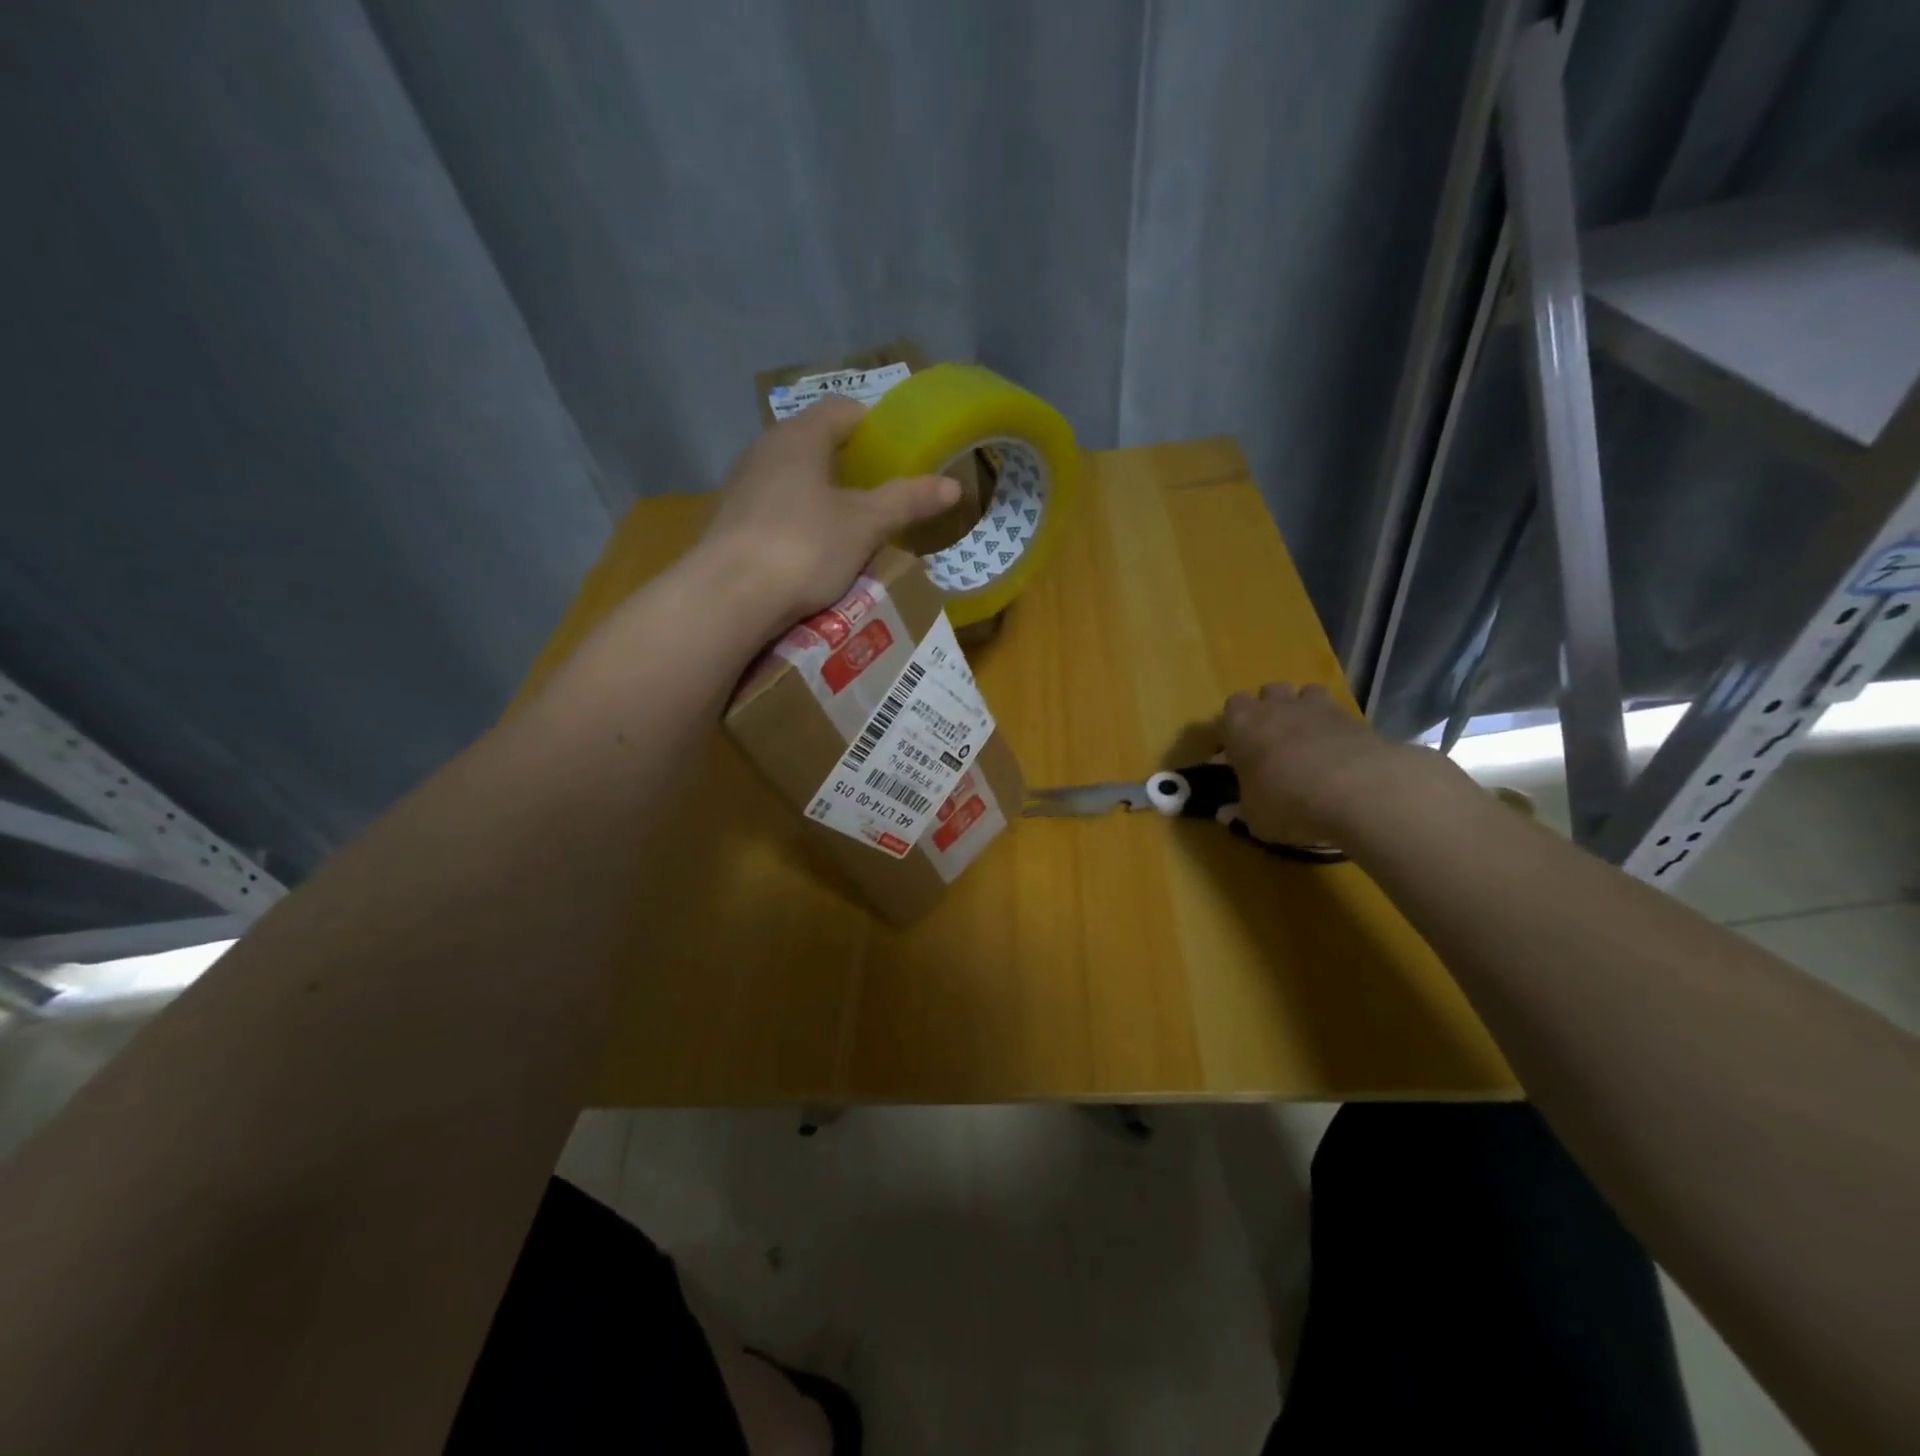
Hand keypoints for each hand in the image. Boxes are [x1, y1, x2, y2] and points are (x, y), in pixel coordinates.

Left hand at [698, 396, 960, 627]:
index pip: (842, 410)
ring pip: (794, 480)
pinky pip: (775, 511)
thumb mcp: (865, 525)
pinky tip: (814, 553)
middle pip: (816, 445)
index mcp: (799, 437)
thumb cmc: (804, 546)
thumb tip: (954, 485)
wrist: (728, 597)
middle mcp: (764, 451)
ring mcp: (742, 487)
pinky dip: (800, 522)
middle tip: (883, 495)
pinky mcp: (730, 523)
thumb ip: (907, 501)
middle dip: (852, 467)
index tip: (900, 453)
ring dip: (824, 497)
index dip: (875, 426)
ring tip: (853, 528)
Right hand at [1222, 683, 1430, 842]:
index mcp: (1242, 724)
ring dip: (1305, 710)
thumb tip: (1229, 812)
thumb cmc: (1287, 802)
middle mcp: (1277, 706)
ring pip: (1306, 692)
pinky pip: (1339, 713)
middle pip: (1269, 692)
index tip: (1241, 750)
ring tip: (1309, 741)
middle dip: (1272, 710)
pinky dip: (1336, 727)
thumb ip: (1243, 809)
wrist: (1358, 792)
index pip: (1232, 707)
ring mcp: (1318, 707)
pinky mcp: (1354, 717)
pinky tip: (1340, 754)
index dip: (1237, 727)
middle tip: (1275, 743)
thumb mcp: (1255, 817)